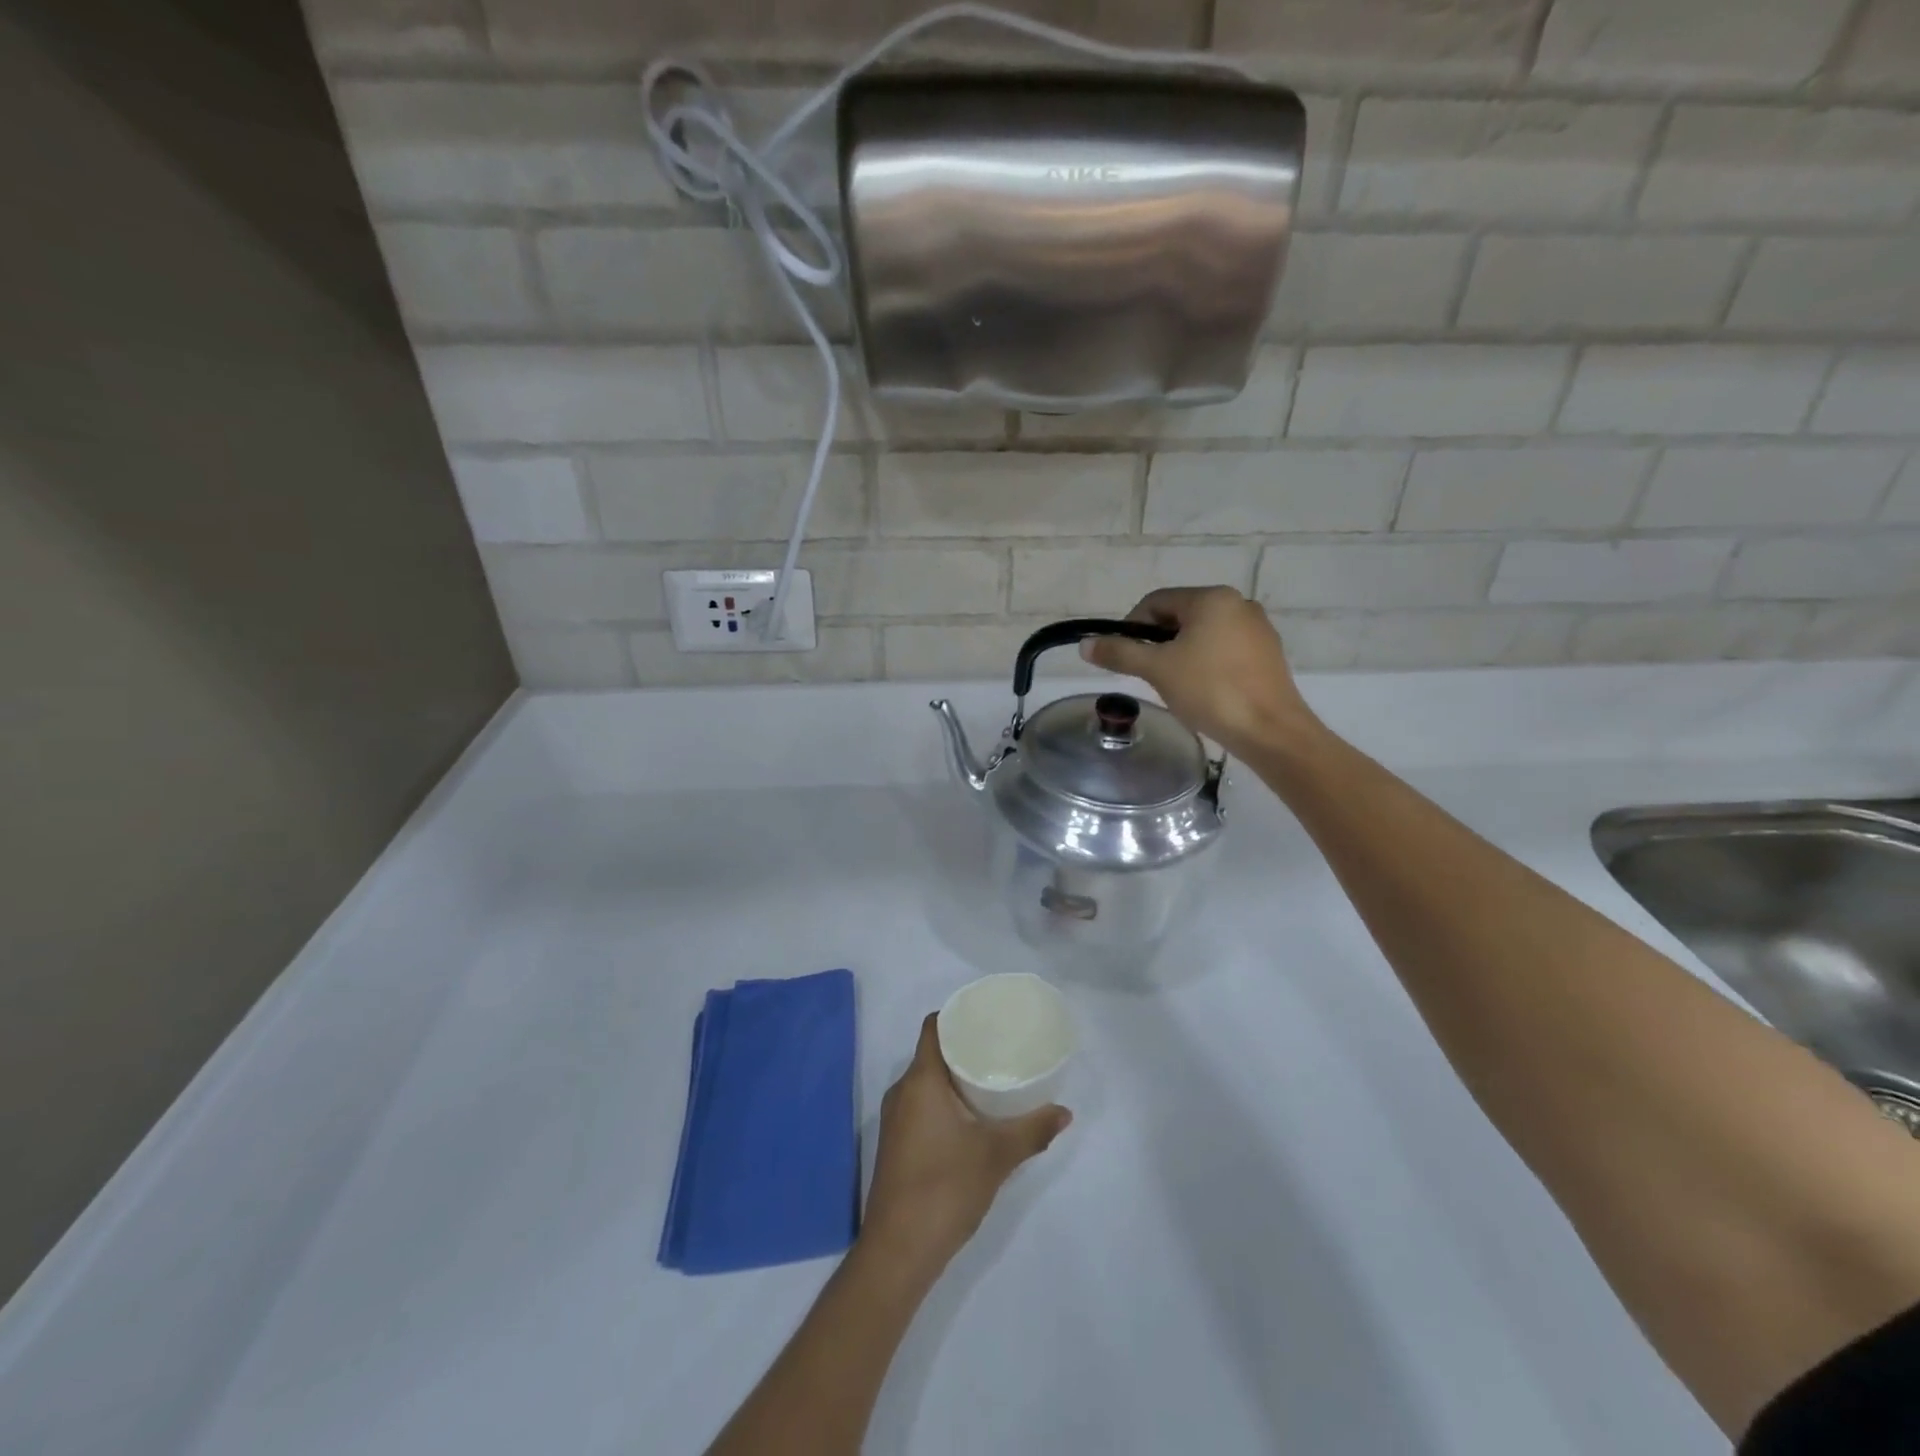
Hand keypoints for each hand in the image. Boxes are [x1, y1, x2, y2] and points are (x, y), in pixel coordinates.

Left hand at [860, 1014, 1070, 1279]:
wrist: (898, 1252)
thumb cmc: (944, 1189)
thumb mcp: (996, 1157)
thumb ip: (1032, 1131)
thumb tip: (1065, 1112)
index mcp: (920, 1080)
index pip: (934, 1027)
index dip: (958, 1015)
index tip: (987, 1016)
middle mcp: (902, 1091)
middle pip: (932, 1052)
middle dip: (964, 1046)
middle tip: (1001, 1045)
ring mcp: (895, 1119)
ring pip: (927, 1081)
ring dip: (956, 1076)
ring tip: (992, 1076)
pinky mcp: (897, 1143)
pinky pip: (922, 1103)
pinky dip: (945, 1099)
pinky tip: (973, 1115)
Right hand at [1080, 585, 1320, 756]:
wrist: (1270, 730)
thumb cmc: (1210, 691)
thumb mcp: (1157, 670)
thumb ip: (1120, 653)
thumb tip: (1085, 644)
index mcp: (1211, 598)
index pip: (1156, 601)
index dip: (1132, 626)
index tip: (1123, 657)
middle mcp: (1238, 604)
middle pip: (1181, 616)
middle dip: (1158, 642)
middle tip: (1147, 674)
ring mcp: (1257, 629)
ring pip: (1203, 634)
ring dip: (1181, 654)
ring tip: (1174, 686)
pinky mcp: (1268, 654)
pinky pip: (1225, 649)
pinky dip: (1206, 664)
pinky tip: (1203, 691)